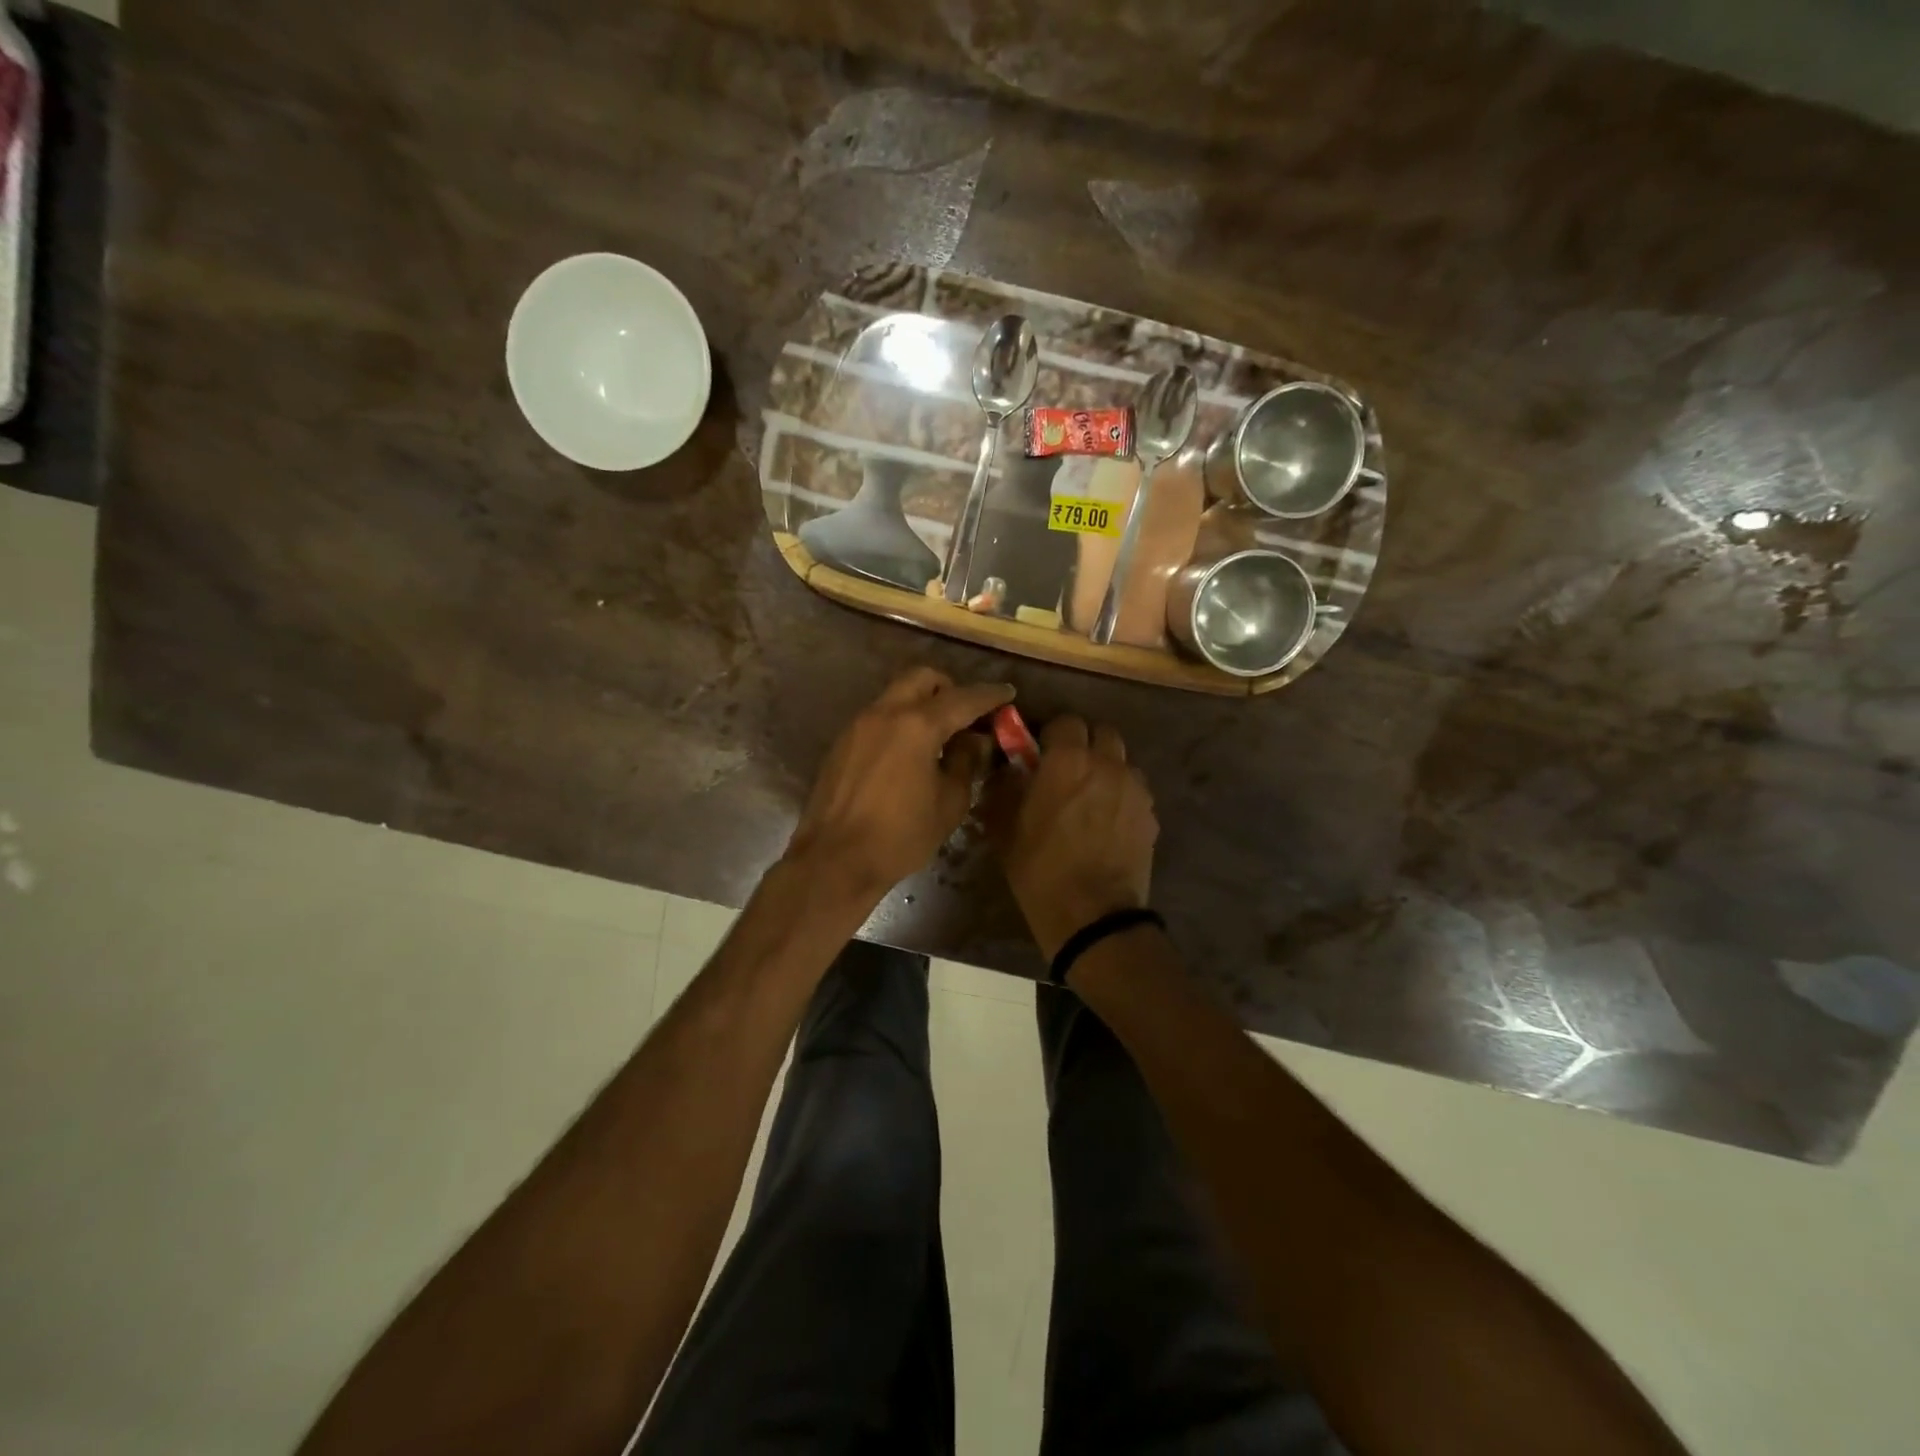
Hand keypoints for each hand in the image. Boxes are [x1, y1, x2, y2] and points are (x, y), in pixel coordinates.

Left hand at [786, 668, 1014, 902]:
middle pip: (922, 678)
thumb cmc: (900, 836)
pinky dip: (900, 721)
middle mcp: (885, 713)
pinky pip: (878, 716)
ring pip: (896, 694)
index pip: (962, 698)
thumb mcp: (949, 803)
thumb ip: (965, 762)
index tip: (1008, 693)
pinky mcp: (842, 742)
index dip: (989, 695)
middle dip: (949, 688)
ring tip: (939, 736)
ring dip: (921, 703)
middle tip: (967, 713)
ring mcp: (858, 725)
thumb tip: (974, 740)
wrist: (834, 860)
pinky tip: (909, 754)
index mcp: (917, 725)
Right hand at [988, 715, 1157, 958]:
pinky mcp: (1151, 814)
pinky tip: (1108, 823)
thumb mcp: (1004, 828)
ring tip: (1091, 797)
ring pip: (1122, 761)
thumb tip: (1006, 770)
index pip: (1066, 722)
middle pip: (1102, 733)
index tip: (1040, 754)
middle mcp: (1107, 764)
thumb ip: (1004, 788)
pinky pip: (1135, 790)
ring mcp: (1135, 789)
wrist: (1092, 916)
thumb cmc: (1039, 869)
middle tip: (1068, 770)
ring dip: (1107, 768)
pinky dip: (1122, 795)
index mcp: (1068, 760)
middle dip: (1085, 744)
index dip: (1052, 735)